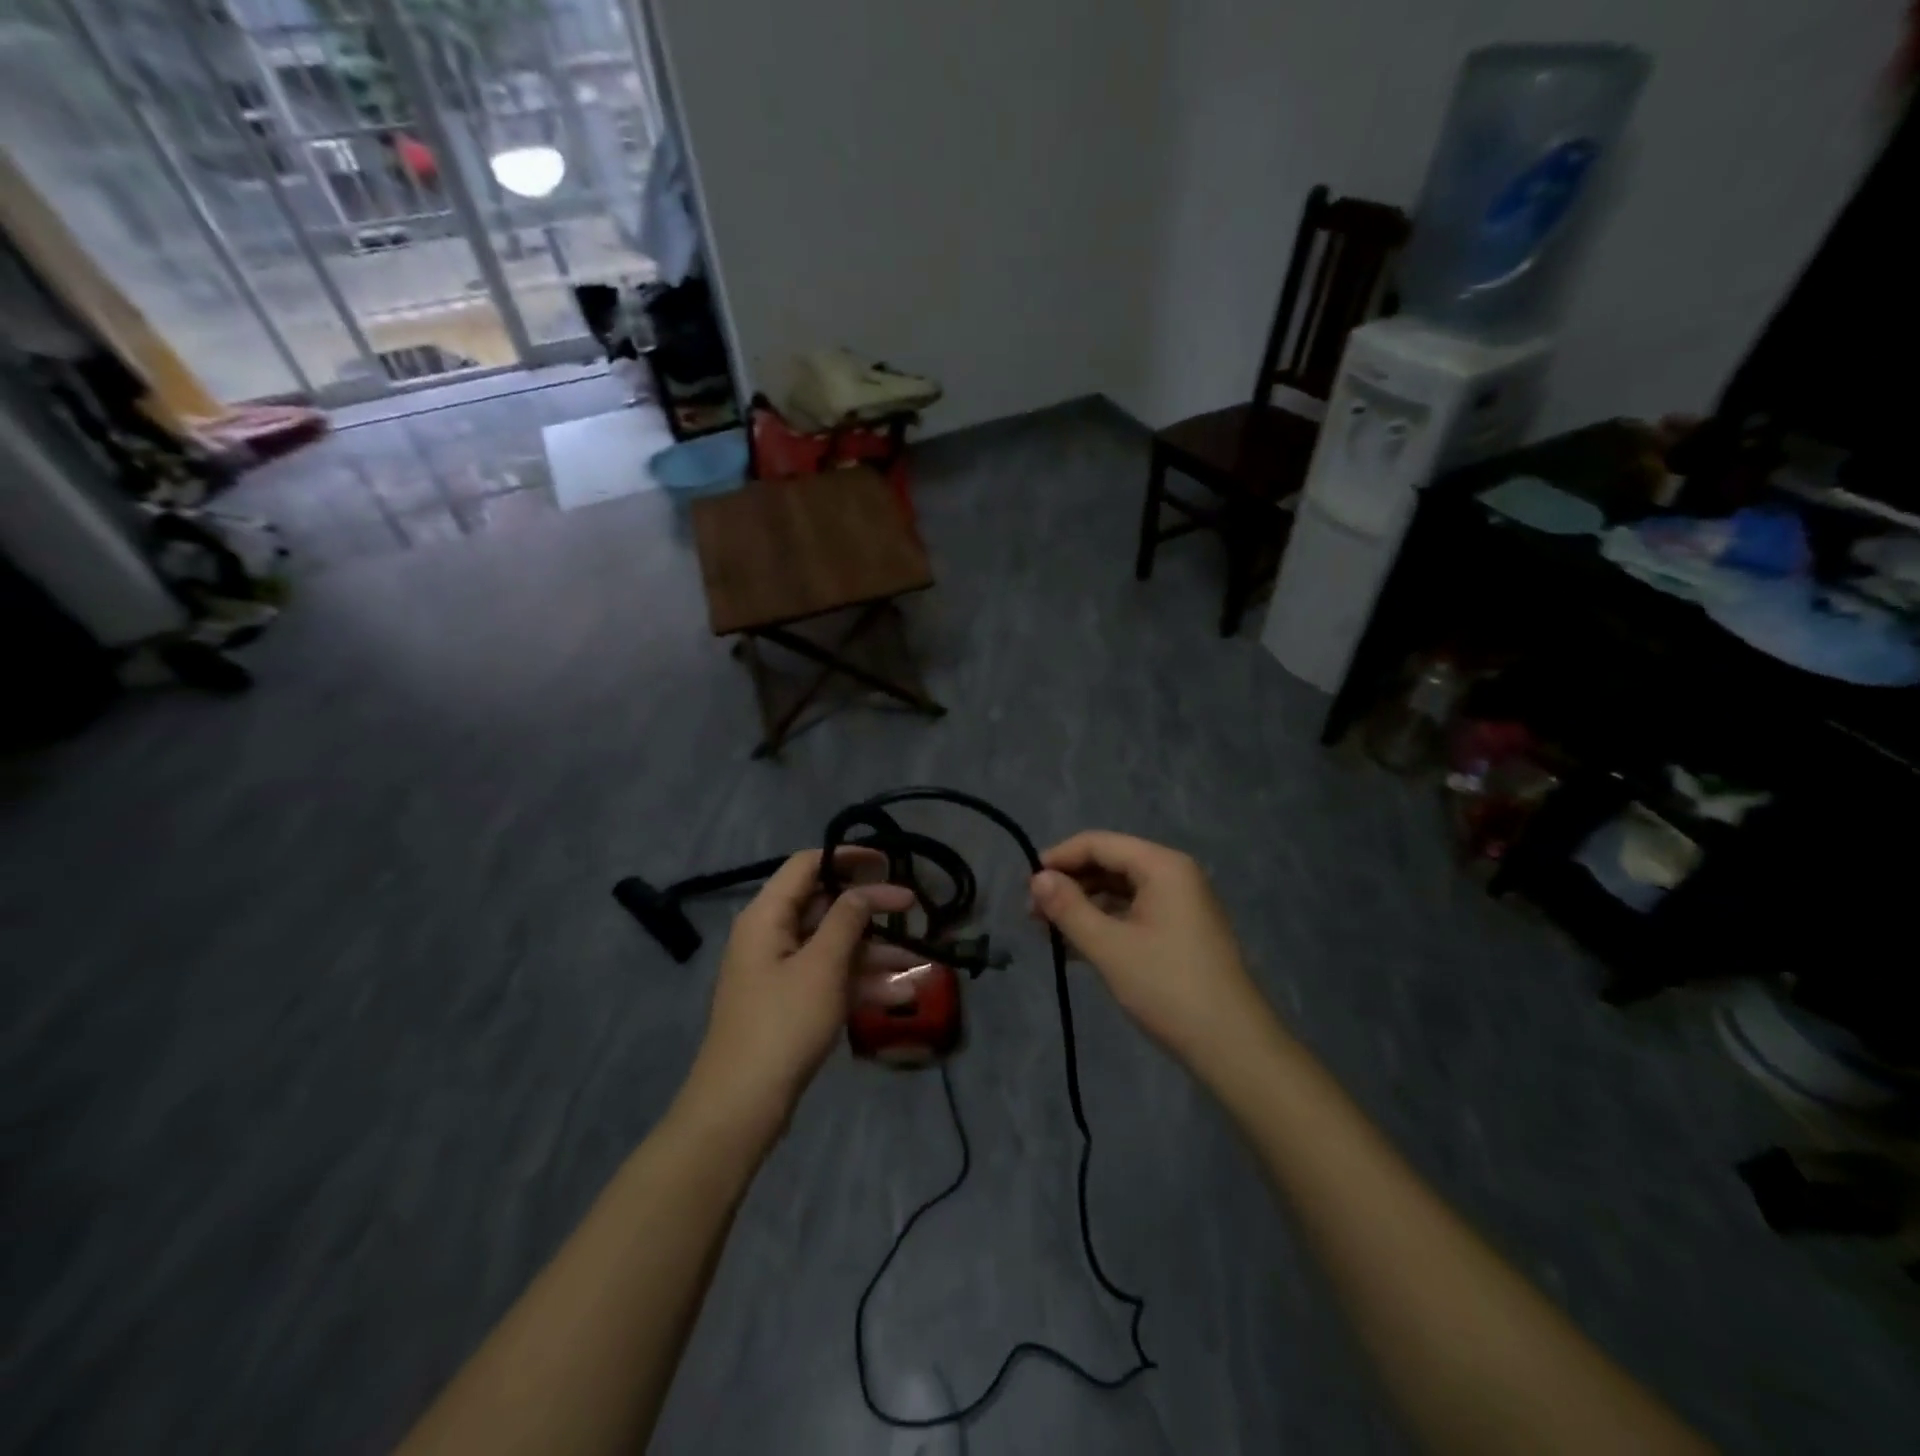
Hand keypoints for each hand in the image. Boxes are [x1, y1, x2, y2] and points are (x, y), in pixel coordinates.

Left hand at [683, 848, 915, 1133]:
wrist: (741, 1106)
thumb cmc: (783, 1024)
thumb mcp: (822, 966)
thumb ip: (847, 919)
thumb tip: (864, 890)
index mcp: (767, 915)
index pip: (807, 865)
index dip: (847, 858)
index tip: (887, 862)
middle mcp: (771, 935)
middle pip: (825, 906)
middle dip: (871, 910)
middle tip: (913, 908)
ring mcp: (781, 971)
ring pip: (834, 946)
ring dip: (875, 952)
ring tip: (921, 961)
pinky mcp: (791, 1003)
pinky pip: (831, 978)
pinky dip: (861, 982)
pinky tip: (901, 994)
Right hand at [1030, 832, 1274, 1071]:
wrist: (1233, 1046)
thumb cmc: (1168, 988)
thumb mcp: (1109, 947)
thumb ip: (1069, 908)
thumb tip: (1036, 879)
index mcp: (1162, 866)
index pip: (1099, 843)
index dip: (1058, 858)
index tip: (1025, 885)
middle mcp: (1174, 875)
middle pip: (1110, 864)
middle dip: (1070, 885)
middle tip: (1033, 915)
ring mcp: (1180, 904)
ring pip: (1120, 891)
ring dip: (1084, 907)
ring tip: (1049, 933)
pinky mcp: (1181, 932)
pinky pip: (1134, 914)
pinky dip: (1105, 924)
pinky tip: (1076, 948)